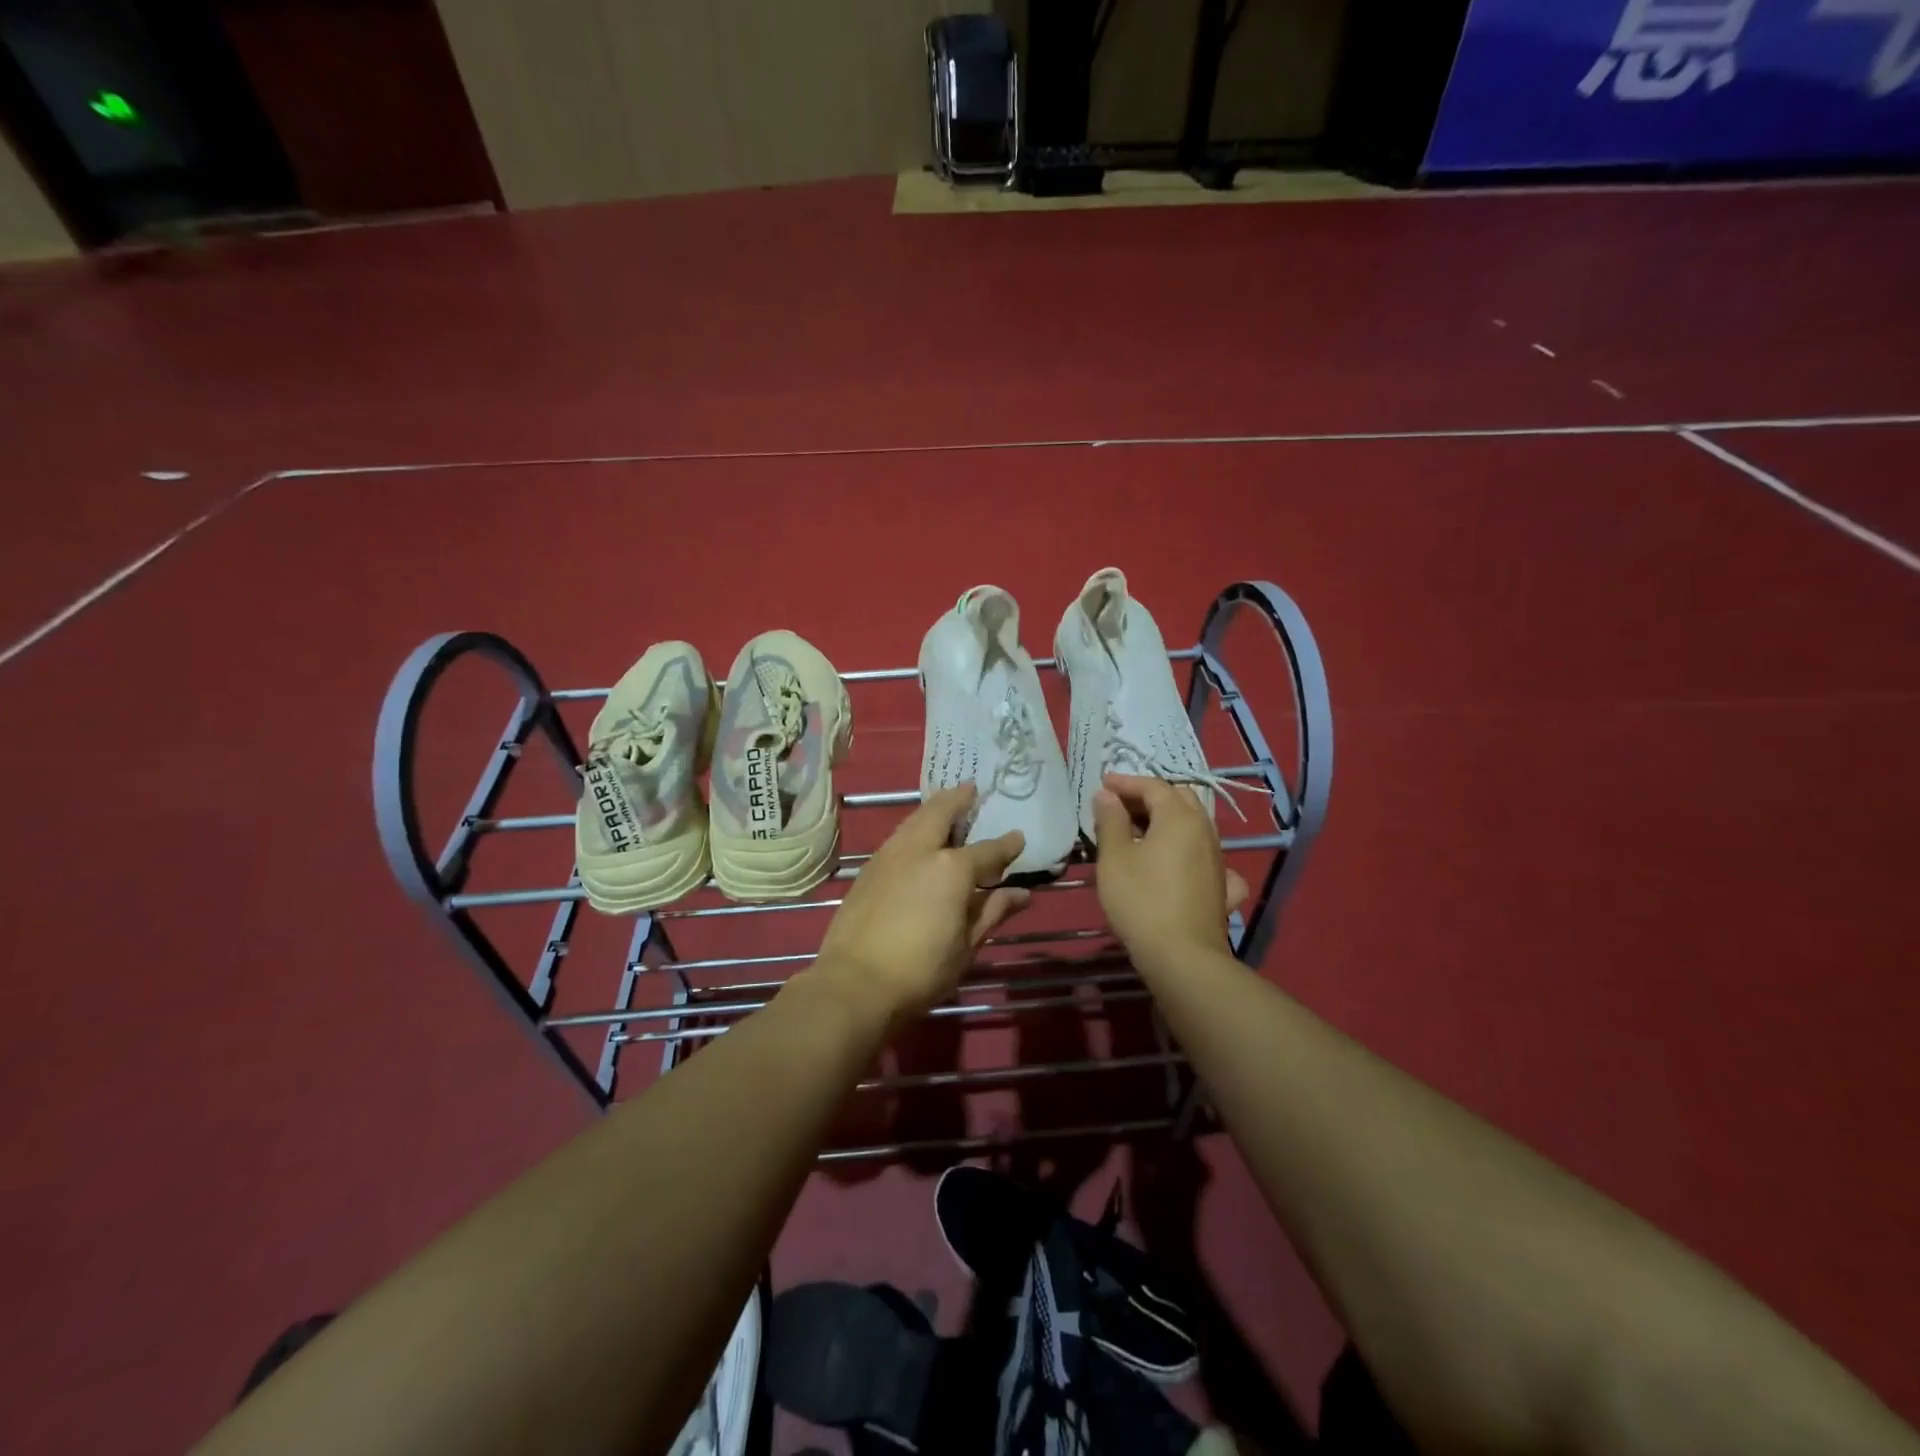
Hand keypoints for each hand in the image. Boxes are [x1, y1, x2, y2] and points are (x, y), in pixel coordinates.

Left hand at [812, 785, 1029, 1030]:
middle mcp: (920, 850)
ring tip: (944, 805)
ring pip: (914, 820)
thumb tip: (1021, 893)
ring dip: (932, 809)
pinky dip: (913, 827)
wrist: (855, 982)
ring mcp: (889, 856)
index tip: (1018, 838)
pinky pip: (897, 836)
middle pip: (941, 813)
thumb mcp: (967, 944)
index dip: (1006, 845)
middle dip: (958, 799)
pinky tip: (917, 838)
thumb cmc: (921, 969)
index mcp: (952, 868)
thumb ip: (992, 911)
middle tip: (970, 789)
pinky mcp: (868, 869)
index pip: (988, 851)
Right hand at [1094, 773, 1247, 973]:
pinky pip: (1204, 856)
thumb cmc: (1141, 900)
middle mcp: (1205, 831)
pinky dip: (1187, 850)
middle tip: (1120, 805)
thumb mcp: (1114, 858)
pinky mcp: (1220, 885)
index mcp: (1179, 818)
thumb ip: (1110, 821)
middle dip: (1149, 796)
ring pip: (1193, 826)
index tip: (1103, 784)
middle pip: (1179, 800)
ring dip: (1166, 821)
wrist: (1182, 956)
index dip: (1126, 782)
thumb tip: (1107, 795)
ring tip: (1138, 832)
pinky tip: (1180, 864)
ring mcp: (1217, 859)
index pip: (1154, 786)